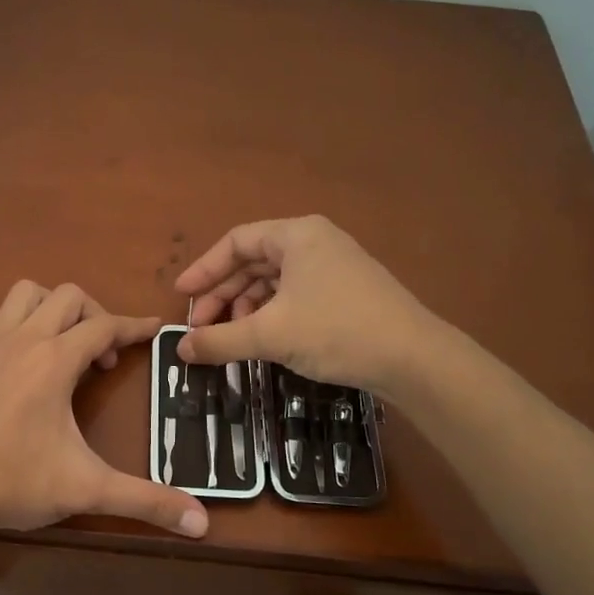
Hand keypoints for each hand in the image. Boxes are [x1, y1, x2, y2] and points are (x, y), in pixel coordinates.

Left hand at [0, 280, 208, 538]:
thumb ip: (145, 501)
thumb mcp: (86, 489)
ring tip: (64, 347)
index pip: (105, 326)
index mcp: (54, 360)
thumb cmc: (15, 480)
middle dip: (94, 315)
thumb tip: (201, 523)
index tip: (156, 330)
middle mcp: (23, 340)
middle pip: (67, 296)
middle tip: (103, 358)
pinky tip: (23, 360)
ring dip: (52, 310)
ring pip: (25, 295)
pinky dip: (18, 322)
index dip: (135, 326)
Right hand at [174, 216, 438, 395]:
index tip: (181, 296)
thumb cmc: (336, 331)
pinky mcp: (346, 293)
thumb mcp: (270, 335)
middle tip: (201, 327)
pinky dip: (272, 316)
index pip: (236, 242)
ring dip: (246, 309)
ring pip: (274, 282)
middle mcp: (315, 243)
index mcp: (296, 235)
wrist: (413, 358)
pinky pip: (294, 296)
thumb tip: (180, 350)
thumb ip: (219, 340)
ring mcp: (334, 268)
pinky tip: (263, 342)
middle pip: (254, 262)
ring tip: (232, 339)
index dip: (204, 269)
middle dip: (223, 295)